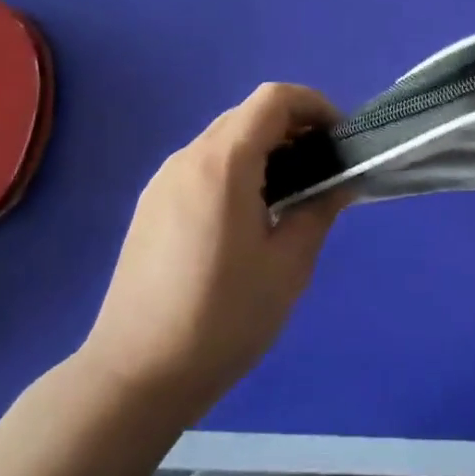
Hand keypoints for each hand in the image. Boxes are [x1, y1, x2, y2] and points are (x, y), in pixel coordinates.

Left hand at [81, 84, 345, 416]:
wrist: (134, 376)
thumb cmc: (221, 320)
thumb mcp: (287, 268)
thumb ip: (317, 212)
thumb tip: (340, 183)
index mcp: (223, 162)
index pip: (274, 98)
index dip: (313, 104)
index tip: (338, 138)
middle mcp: (189, 158)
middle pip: (248, 114)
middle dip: (292, 126)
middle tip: (321, 168)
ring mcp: (164, 180)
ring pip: (224, 139)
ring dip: (263, 148)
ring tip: (290, 194)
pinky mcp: (151, 205)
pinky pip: (202, 165)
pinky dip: (235, 167)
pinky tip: (247, 215)